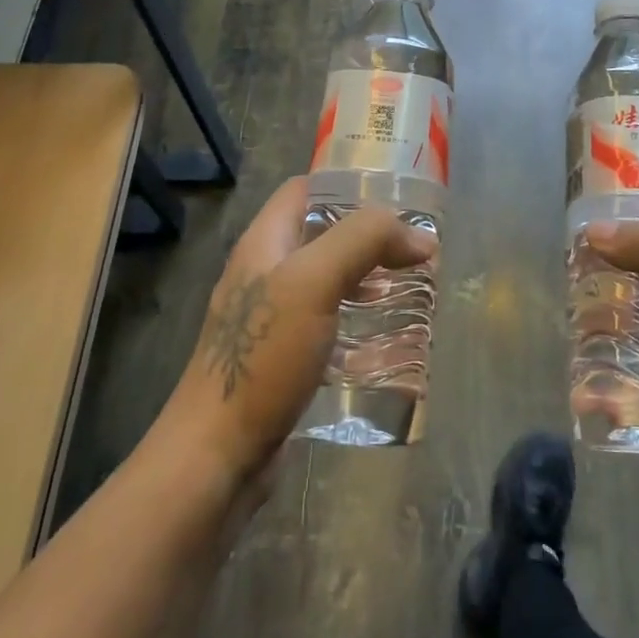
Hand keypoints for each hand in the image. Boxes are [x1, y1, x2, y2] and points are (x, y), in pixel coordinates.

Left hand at [161, 177, 435, 486]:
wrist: (218, 453)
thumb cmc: (264, 356)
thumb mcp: (314, 281)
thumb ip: (364, 241)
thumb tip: (420, 237)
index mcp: (264, 243)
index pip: (304, 189)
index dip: (347, 184)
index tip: (397, 198)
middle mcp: (265, 272)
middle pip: (320, 234)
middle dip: (368, 236)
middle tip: (416, 248)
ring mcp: (271, 317)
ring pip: (327, 279)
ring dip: (368, 278)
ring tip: (413, 287)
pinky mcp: (282, 357)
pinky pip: (327, 321)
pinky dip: (357, 318)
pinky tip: (386, 336)